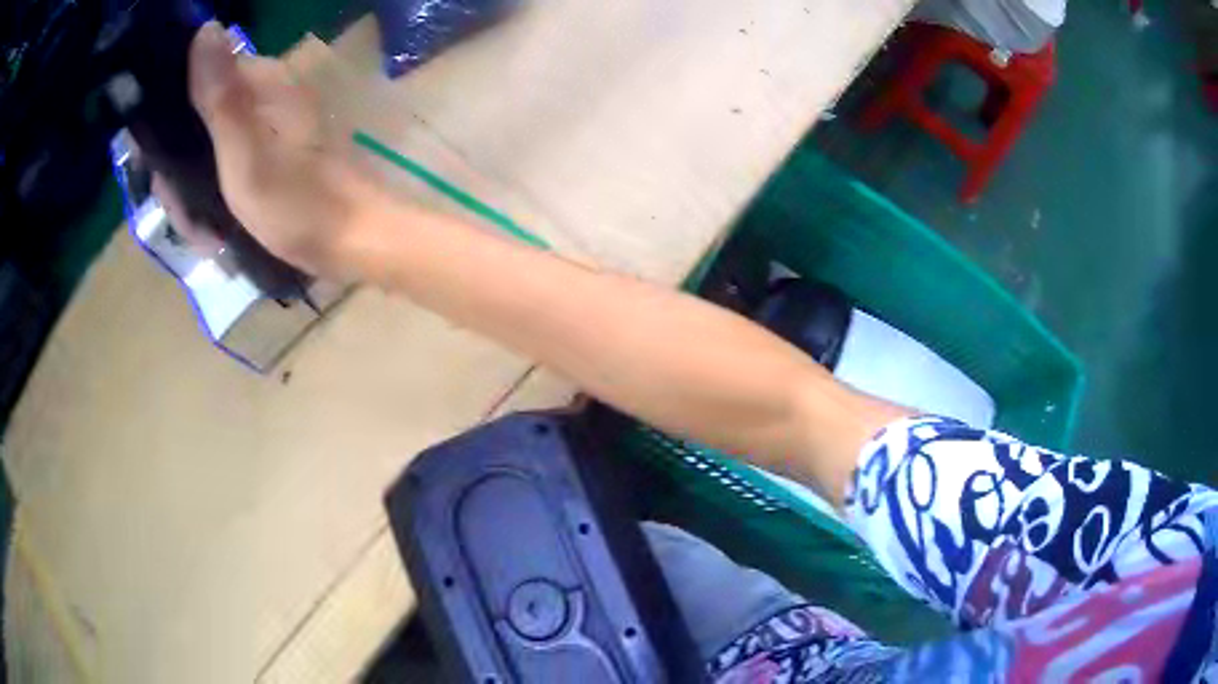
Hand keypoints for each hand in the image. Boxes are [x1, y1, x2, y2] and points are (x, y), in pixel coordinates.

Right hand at [188, 22, 383, 280]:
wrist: (358, 242)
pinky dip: (219, 203)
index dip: (169, 131)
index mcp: (262, 84)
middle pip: (200, 125)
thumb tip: (206, 29)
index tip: (161, 181)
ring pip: (211, 154)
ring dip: (198, 199)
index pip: (198, 83)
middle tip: (189, 224)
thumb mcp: (247, 154)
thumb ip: (221, 98)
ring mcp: (271, 126)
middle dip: (183, 179)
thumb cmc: (300, 204)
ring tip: (206, 238)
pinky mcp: (275, 155)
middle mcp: (266, 97)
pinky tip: (219, 237)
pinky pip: (230, 171)